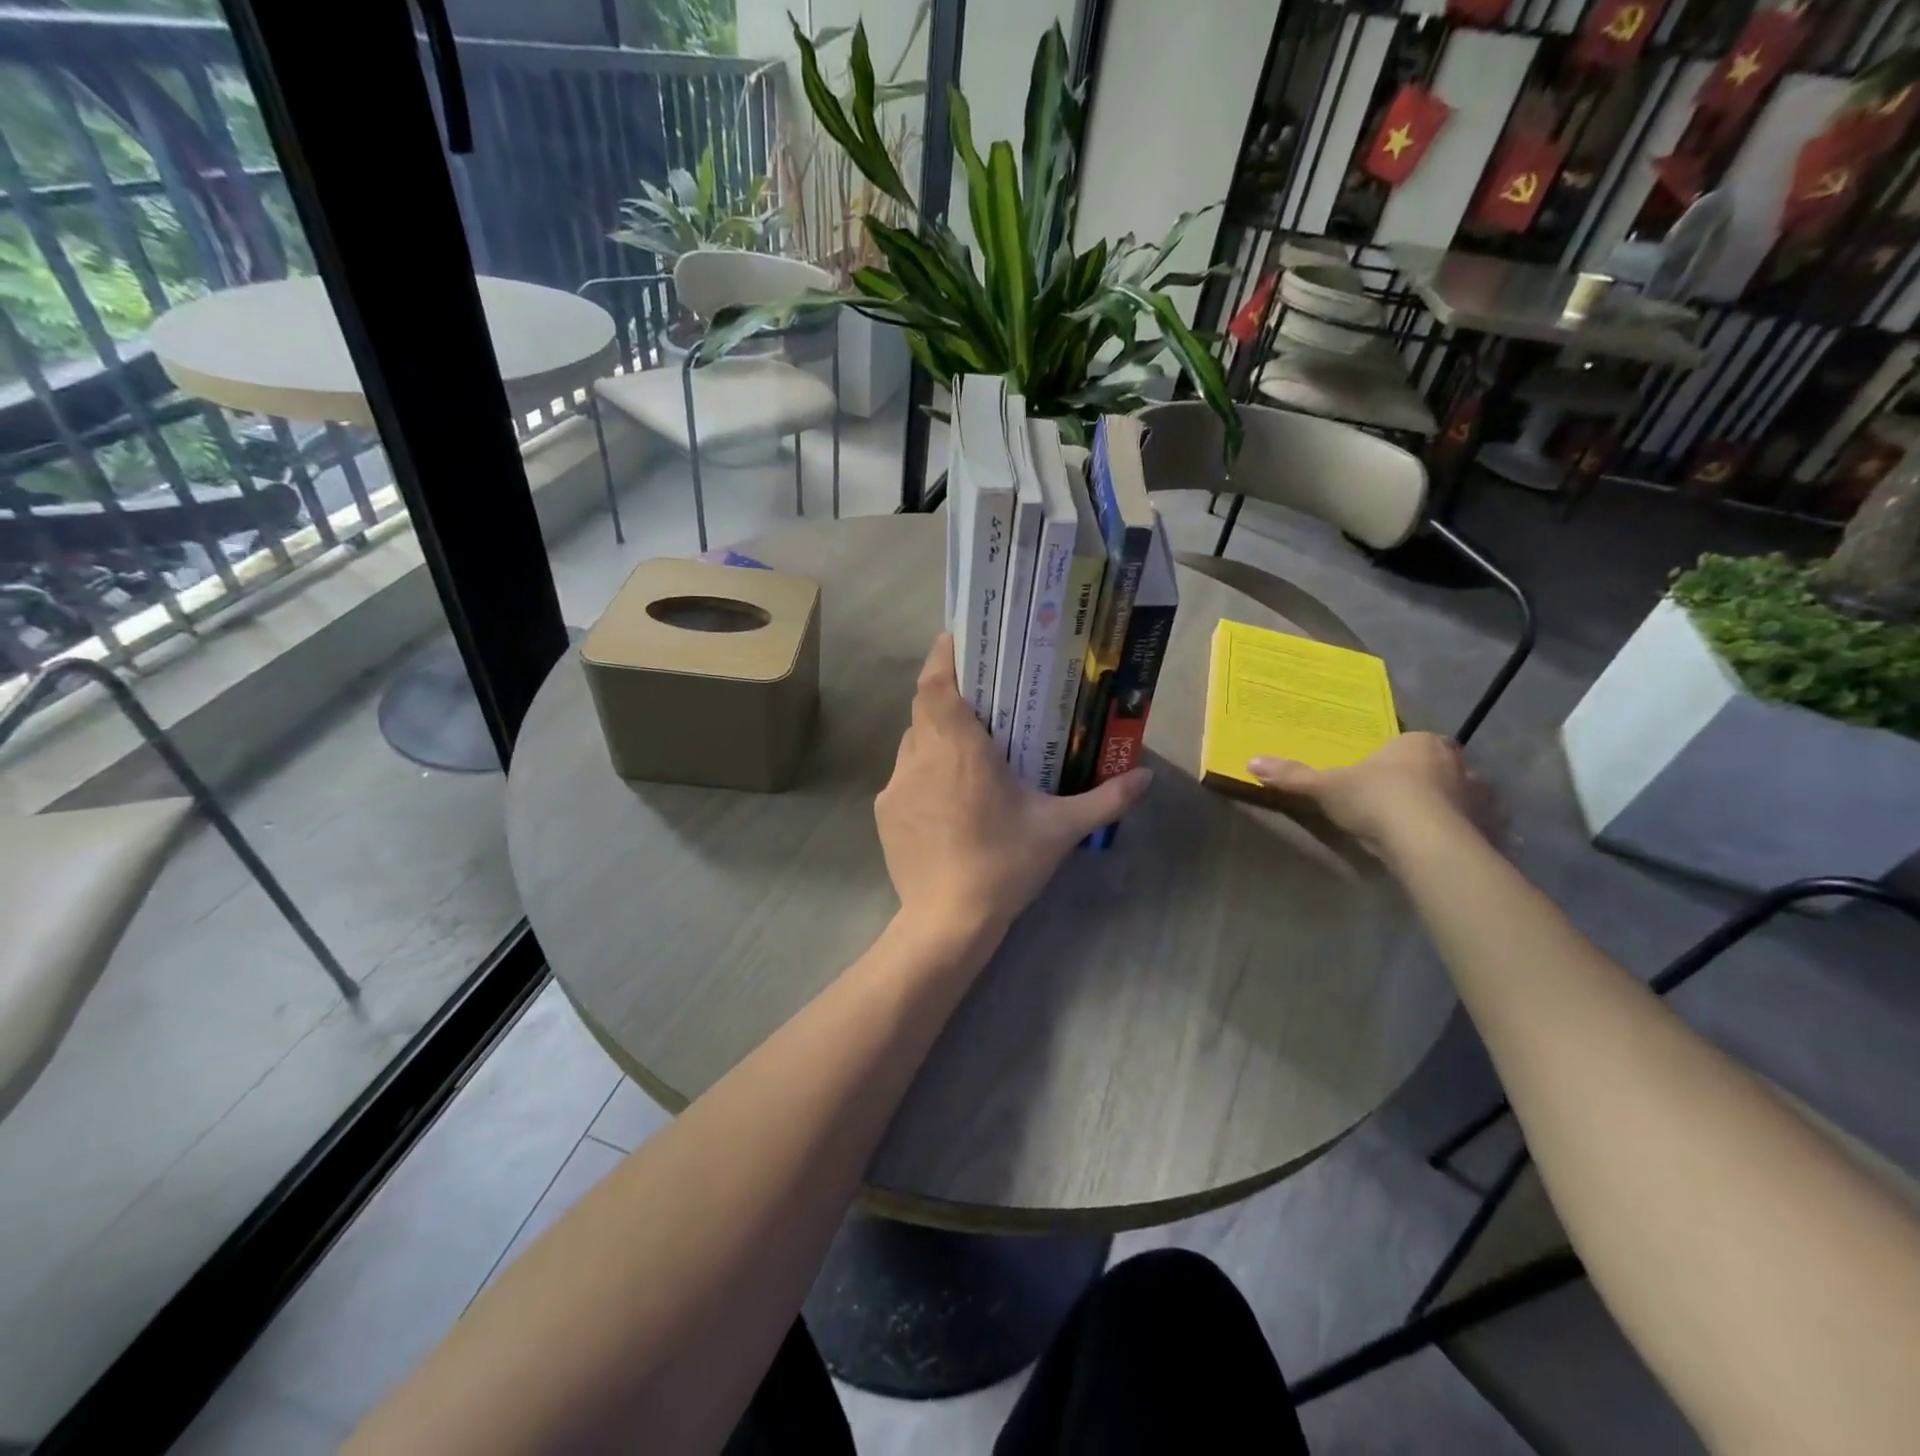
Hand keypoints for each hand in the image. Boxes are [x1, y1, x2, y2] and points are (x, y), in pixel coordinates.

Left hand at [876, 635, 1152, 939]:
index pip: (936, 684)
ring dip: (936, 736)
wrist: (947, 921)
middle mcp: (920, 756)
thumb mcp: (1060, 830)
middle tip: (979, 695)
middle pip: (924, 707)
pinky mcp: (885, 812)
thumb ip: (1104, 799)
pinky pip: (904, 776)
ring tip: (967, 749)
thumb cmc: (1004, 865)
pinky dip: (925, 773)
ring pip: (913, 742)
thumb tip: (1145, 778)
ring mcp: (897, 785)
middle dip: (947, 694)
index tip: (958, 641)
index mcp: (959, 748)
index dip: (942, 656)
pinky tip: (948, 798)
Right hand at [1249, 733, 1497, 861]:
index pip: (1408, 744)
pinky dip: (1467, 836)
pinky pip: (1479, 829)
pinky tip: (1447, 850)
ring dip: (1449, 809)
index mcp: (1420, 743)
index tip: (1377, 780)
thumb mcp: (1326, 787)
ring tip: (1423, 831)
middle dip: (1423, 782)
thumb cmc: (1378, 800)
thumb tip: (1251, 762)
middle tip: (1398, 805)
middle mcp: (1459, 762)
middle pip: (1438, 768)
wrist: (1428, 843)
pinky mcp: (1495, 829)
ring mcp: (1482, 796)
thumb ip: (1293, 775)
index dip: (1393, 761)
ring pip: (1462, 797)